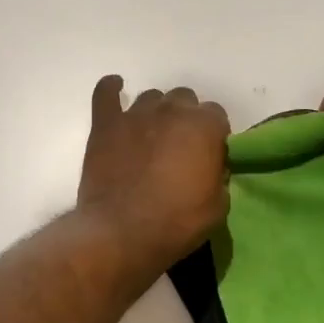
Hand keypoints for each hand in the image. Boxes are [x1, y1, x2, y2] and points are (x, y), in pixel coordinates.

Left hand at [78, 77, 230, 278]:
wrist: (122, 233)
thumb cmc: (177, 223)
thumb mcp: (218, 206)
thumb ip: (218, 176)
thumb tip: (210, 168)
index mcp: (204, 126)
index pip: (216, 115)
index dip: (213, 135)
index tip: (208, 154)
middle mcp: (171, 110)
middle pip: (184, 99)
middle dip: (185, 119)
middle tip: (179, 147)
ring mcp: (136, 114)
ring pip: (151, 97)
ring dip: (156, 112)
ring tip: (151, 135)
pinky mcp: (105, 124)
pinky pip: (106, 93)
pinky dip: (111, 89)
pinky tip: (115, 88)